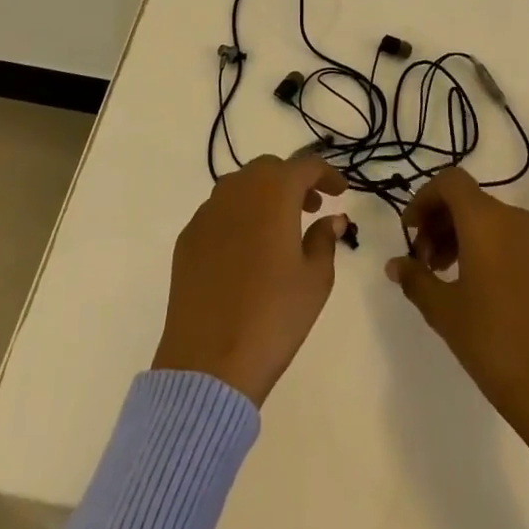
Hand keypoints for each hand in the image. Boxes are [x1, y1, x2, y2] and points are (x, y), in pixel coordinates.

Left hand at [152, 153, 349, 405]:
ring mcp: (206, 213)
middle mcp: (236, 191)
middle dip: (293, 181)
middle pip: (269, 169)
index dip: (326, 175)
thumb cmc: (274, 316)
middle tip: (311, 207)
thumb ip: (324, 240)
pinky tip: (247, 251)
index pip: (305, 166)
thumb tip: (330, 219)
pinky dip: (239, 217)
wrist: (209, 362)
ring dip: (264, 196)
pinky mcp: (187, 238)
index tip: (340, 192)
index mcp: (273, 193)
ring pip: (240, 187)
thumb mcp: (315, 279)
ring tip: (280, 229)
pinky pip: (219, 213)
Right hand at [386, 168, 528, 428]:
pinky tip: (484, 293)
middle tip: (423, 262)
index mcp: (486, 221)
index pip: (450, 182)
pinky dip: (492, 253)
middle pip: (470, 202)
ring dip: (464, 239)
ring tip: (448, 278)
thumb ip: (415, 278)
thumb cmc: (492, 341)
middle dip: (440, 224)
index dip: (425, 198)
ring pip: (493, 223)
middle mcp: (516, 221)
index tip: (410, 231)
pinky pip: (515, 244)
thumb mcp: (442, 310)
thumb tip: (395, 264)